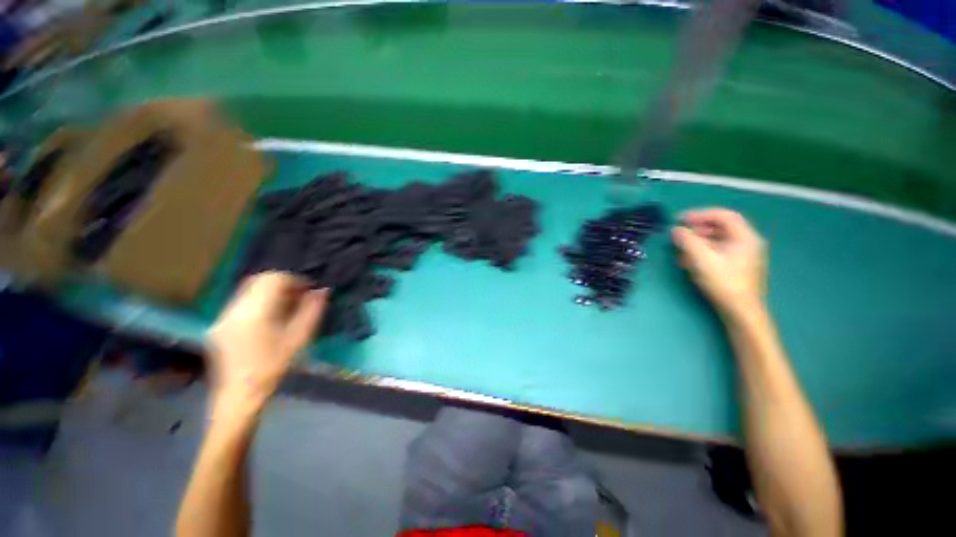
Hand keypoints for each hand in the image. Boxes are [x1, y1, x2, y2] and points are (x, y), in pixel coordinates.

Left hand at [207, 272, 328, 406]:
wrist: (238, 396)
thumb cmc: (272, 367)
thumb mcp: (298, 339)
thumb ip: (311, 312)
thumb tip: (321, 291)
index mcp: (253, 313)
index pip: (273, 279)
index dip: (294, 280)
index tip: (308, 290)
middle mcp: (234, 310)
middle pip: (259, 280)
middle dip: (282, 284)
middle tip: (299, 296)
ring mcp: (223, 317)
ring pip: (249, 290)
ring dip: (270, 292)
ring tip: (287, 306)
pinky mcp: (219, 324)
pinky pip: (242, 301)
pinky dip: (259, 301)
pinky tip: (270, 317)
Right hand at [671, 208, 766, 320]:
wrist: (740, 311)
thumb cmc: (724, 282)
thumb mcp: (702, 259)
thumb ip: (688, 241)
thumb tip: (675, 230)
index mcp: (745, 237)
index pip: (723, 215)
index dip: (700, 214)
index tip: (679, 220)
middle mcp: (747, 243)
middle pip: (720, 227)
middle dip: (697, 229)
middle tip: (679, 235)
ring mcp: (743, 255)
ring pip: (717, 241)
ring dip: (697, 242)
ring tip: (681, 251)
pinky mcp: (737, 267)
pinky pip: (718, 252)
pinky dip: (702, 252)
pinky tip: (689, 261)